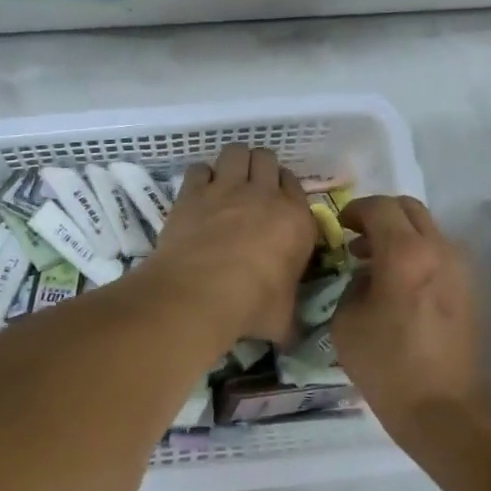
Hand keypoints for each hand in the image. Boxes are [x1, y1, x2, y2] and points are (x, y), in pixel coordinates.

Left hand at [149, 145, 315, 344]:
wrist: (200, 294)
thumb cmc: (252, 306)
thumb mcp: (283, 319)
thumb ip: (292, 320)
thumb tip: (294, 339)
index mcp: (296, 219)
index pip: (296, 186)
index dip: (285, 192)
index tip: (276, 207)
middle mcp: (264, 195)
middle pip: (267, 159)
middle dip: (261, 169)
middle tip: (252, 190)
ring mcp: (227, 189)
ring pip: (236, 152)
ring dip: (234, 162)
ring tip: (227, 181)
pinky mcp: (193, 192)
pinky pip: (199, 168)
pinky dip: (200, 176)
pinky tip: (198, 192)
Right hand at [333, 196, 490, 444]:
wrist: (445, 412)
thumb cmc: (387, 367)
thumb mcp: (346, 322)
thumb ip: (353, 285)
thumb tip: (367, 275)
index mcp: (406, 253)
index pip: (379, 207)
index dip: (355, 210)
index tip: (341, 226)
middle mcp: (439, 250)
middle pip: (409, 209)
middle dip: (380, 215)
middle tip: (357, 238)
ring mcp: (460, 269)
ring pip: (428, 231)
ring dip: (400, 236)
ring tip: (375, 265)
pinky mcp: (470, 290)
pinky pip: (439, 255)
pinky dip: (417, 255)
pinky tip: (398, 286)